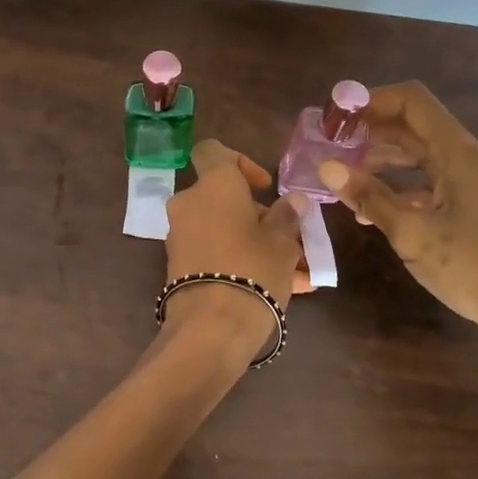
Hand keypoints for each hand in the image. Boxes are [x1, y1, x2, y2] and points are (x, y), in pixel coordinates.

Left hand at [162, 140, 311, 350]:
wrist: (212, 327)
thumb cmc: (253, 268)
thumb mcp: (282, 242)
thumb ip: (288, 216)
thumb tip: (293, 201)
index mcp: (212, 185)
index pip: (214, 152)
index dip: (241, 163)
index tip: (264, 187)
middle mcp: (189, 205)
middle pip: (225, 199)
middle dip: (260, 217)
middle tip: (292, 241)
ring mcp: (180, 237)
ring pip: (225, 231)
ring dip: (257, 244)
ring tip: (297, 273)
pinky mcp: (180, 267)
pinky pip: (215, 254)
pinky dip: (241, 263)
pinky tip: (281, 288)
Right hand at [318, 82, 477, 373]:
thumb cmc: (477, 270)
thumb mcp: (414, 235)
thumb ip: (370, 197)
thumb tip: (326, 167)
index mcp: (460, 155)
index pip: (413, 102)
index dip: (371, 101)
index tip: (333, 117)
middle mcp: (471, 162)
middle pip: (416, 128)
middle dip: (371, 133)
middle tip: (329, 149)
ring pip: (424, 159)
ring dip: (384, 162)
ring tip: (345, 178)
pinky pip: (434, 186)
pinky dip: (403, 190)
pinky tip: (377, 211)